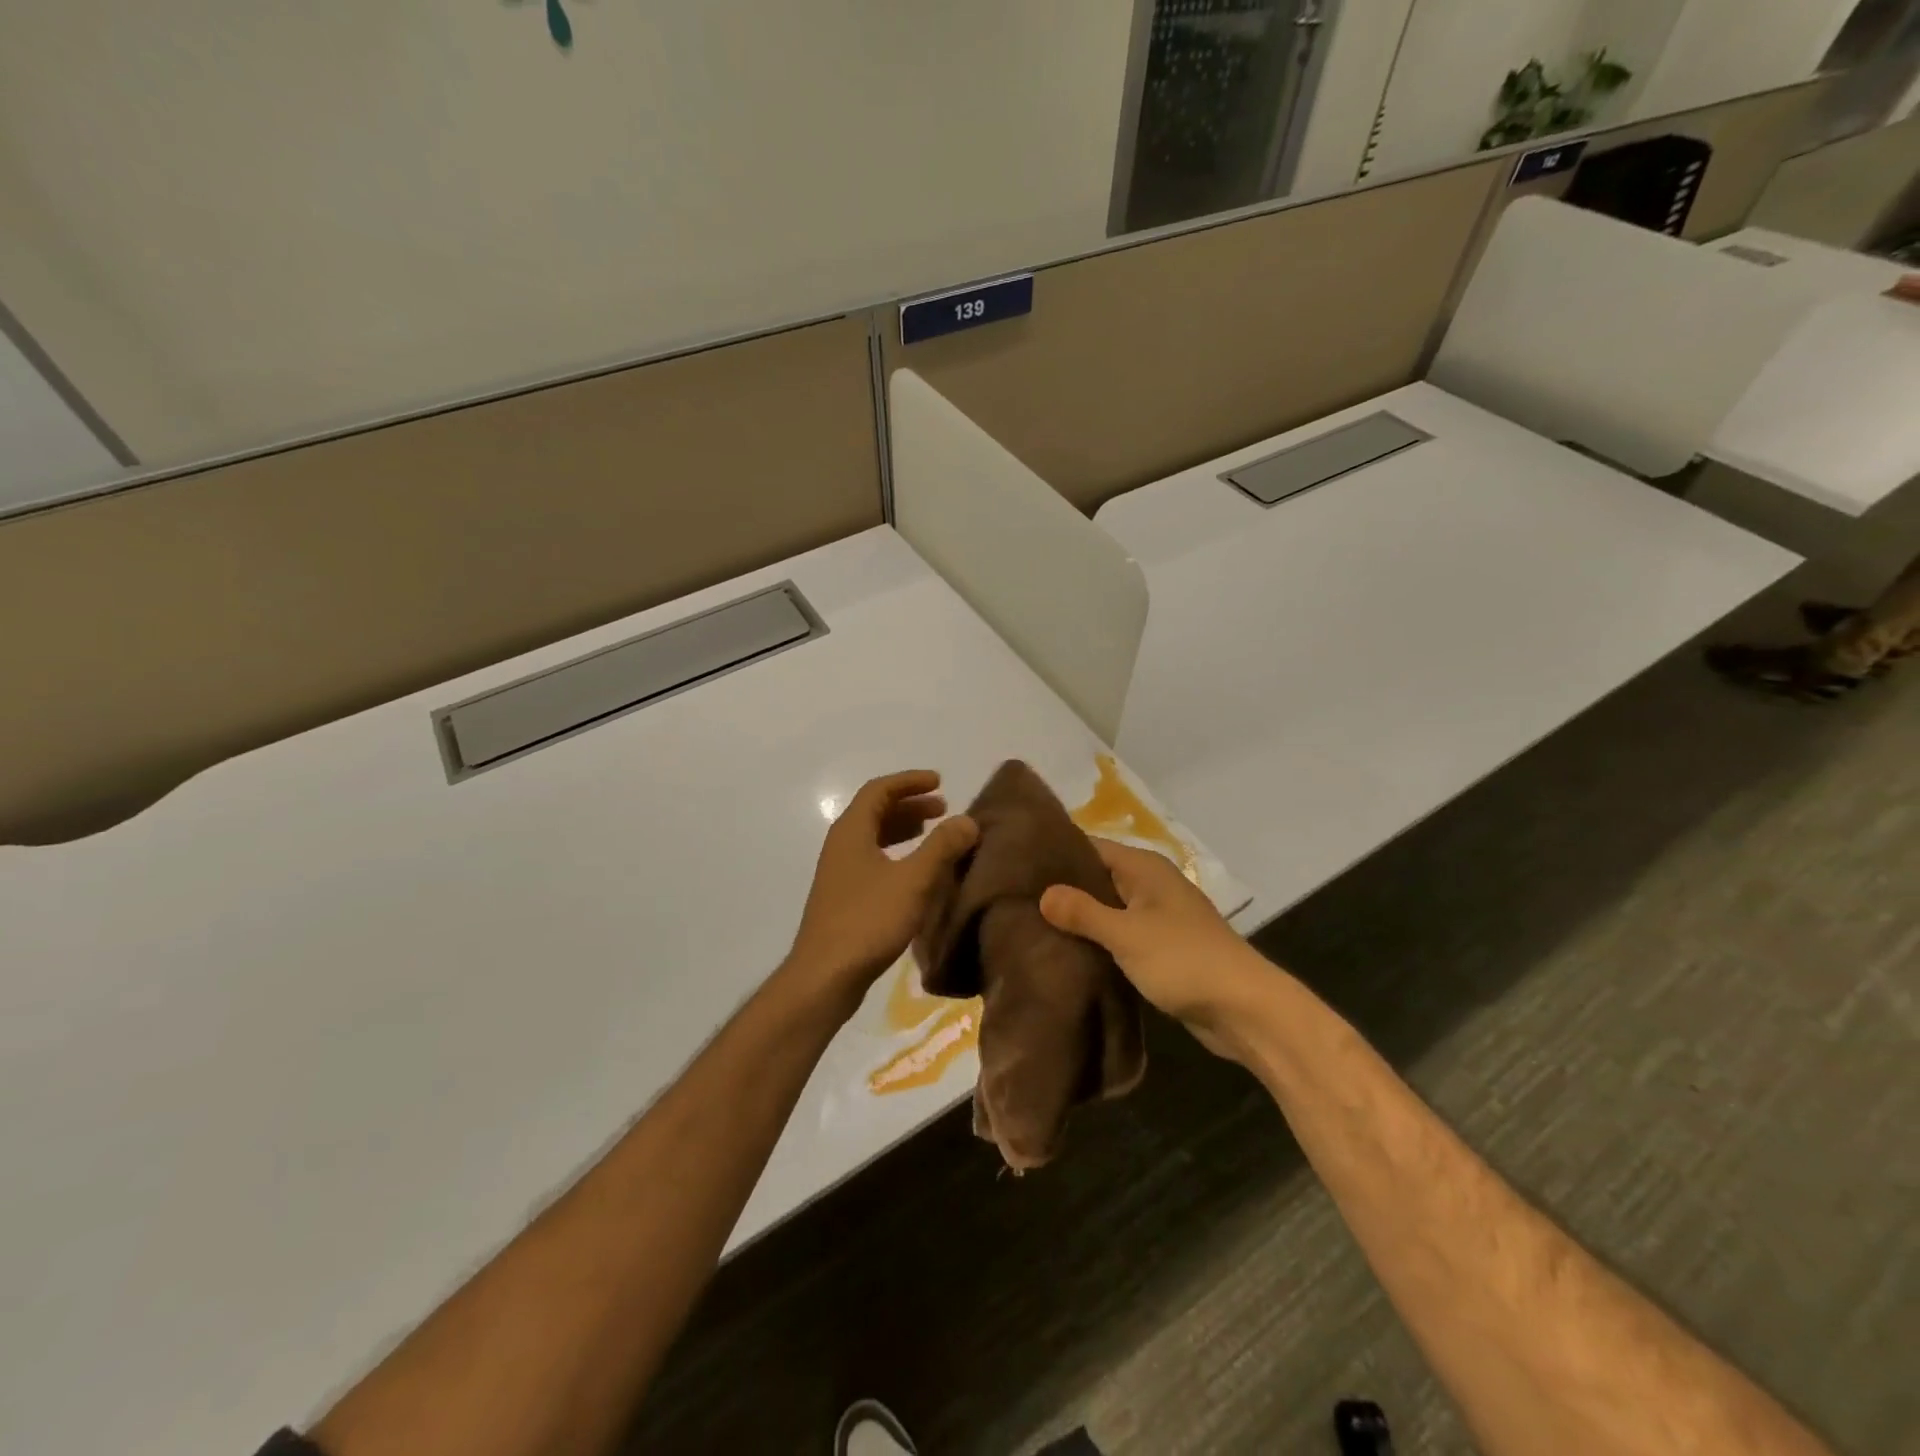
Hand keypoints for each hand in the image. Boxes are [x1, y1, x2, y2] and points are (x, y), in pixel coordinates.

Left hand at [785, 770, 978, 1013]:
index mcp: (852, 831)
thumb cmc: (868, 920)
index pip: (879, 790)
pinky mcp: (844, 897)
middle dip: (911, 805)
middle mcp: (842, 845)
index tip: (940, 782)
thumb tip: (968, 820)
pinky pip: (874, 860)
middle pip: (876, 811)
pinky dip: (898, 854)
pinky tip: (917, 873)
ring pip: (875, 837)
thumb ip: (942, 847)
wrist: (825, 976)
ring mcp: (840, 872)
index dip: (910, 782)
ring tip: (935, 833)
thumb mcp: (913, 880)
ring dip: (905, 829)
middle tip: (944, 808)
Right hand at [1040, 839, 1272, 1058]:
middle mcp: (1150, 884)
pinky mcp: (1162, 948)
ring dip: (1079, 918)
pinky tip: (1067, 953)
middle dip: (1062, 888)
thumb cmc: (1184, 960)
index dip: (1055, 854)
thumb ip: (1083, 912)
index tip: (1017, 866)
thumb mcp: (1126, 934)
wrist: (1244, 1009)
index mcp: (1144, 868)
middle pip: (1097, 877)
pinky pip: (1120, 934)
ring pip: (1108, 908)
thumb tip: (1043, 893)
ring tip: (1031, 926)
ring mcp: (1157, 917)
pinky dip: (1098, 941)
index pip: (1089, 846)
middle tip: (1016, 899)